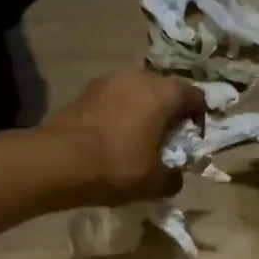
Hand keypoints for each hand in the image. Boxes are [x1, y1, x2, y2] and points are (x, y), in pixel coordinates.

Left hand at [43, 68, 205, 204]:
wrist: (59, 161)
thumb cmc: (117, 166)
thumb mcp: (155, 182)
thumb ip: (174, 177)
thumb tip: (174, 176)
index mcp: (165, 92)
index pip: (196, 97)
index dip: (199, 119)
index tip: (192, 141)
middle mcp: (140, 76)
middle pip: (166, 91)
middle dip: (169, 113)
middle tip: (165, 141)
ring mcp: (110, 79)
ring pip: (138, 93)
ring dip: (142, 111)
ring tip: (137, 139)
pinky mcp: (86, 90)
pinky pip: (115, 99)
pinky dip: (119, 113)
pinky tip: (112, 137)